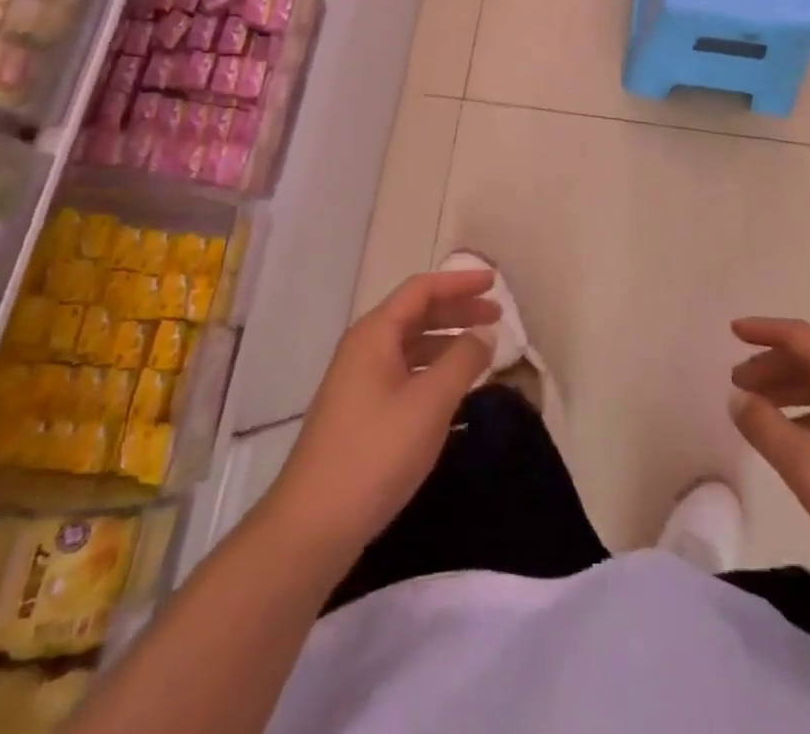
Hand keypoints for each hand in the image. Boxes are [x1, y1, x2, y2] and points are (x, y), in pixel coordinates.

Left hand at [268, 269, 498, 563]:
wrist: (311, 528)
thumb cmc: (375, 454)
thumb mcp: (430, 403)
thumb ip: (462, 361)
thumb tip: (484, 333)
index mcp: (374, 334)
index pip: (422, 289)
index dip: (460, 282)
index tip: (495, 283)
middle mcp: (363, 348)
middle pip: (416, 314)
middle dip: (458, 311)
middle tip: (498, 317)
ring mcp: (358, 382)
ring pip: (410, 345)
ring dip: (447, 341)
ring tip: (482, 352)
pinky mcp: (359, 413)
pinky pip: (404, 372)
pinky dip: (433, 370)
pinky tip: (453, 390)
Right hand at [729, 317, 809, 596]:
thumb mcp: (806, 464)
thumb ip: (764, 426)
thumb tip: (738, 398)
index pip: (797, 336)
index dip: (762, 330)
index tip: (732, 331)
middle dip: (770, 366)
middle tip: (737, 384)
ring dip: (787, 390)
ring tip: (758, 411)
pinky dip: (807, 412)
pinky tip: (795, 441)